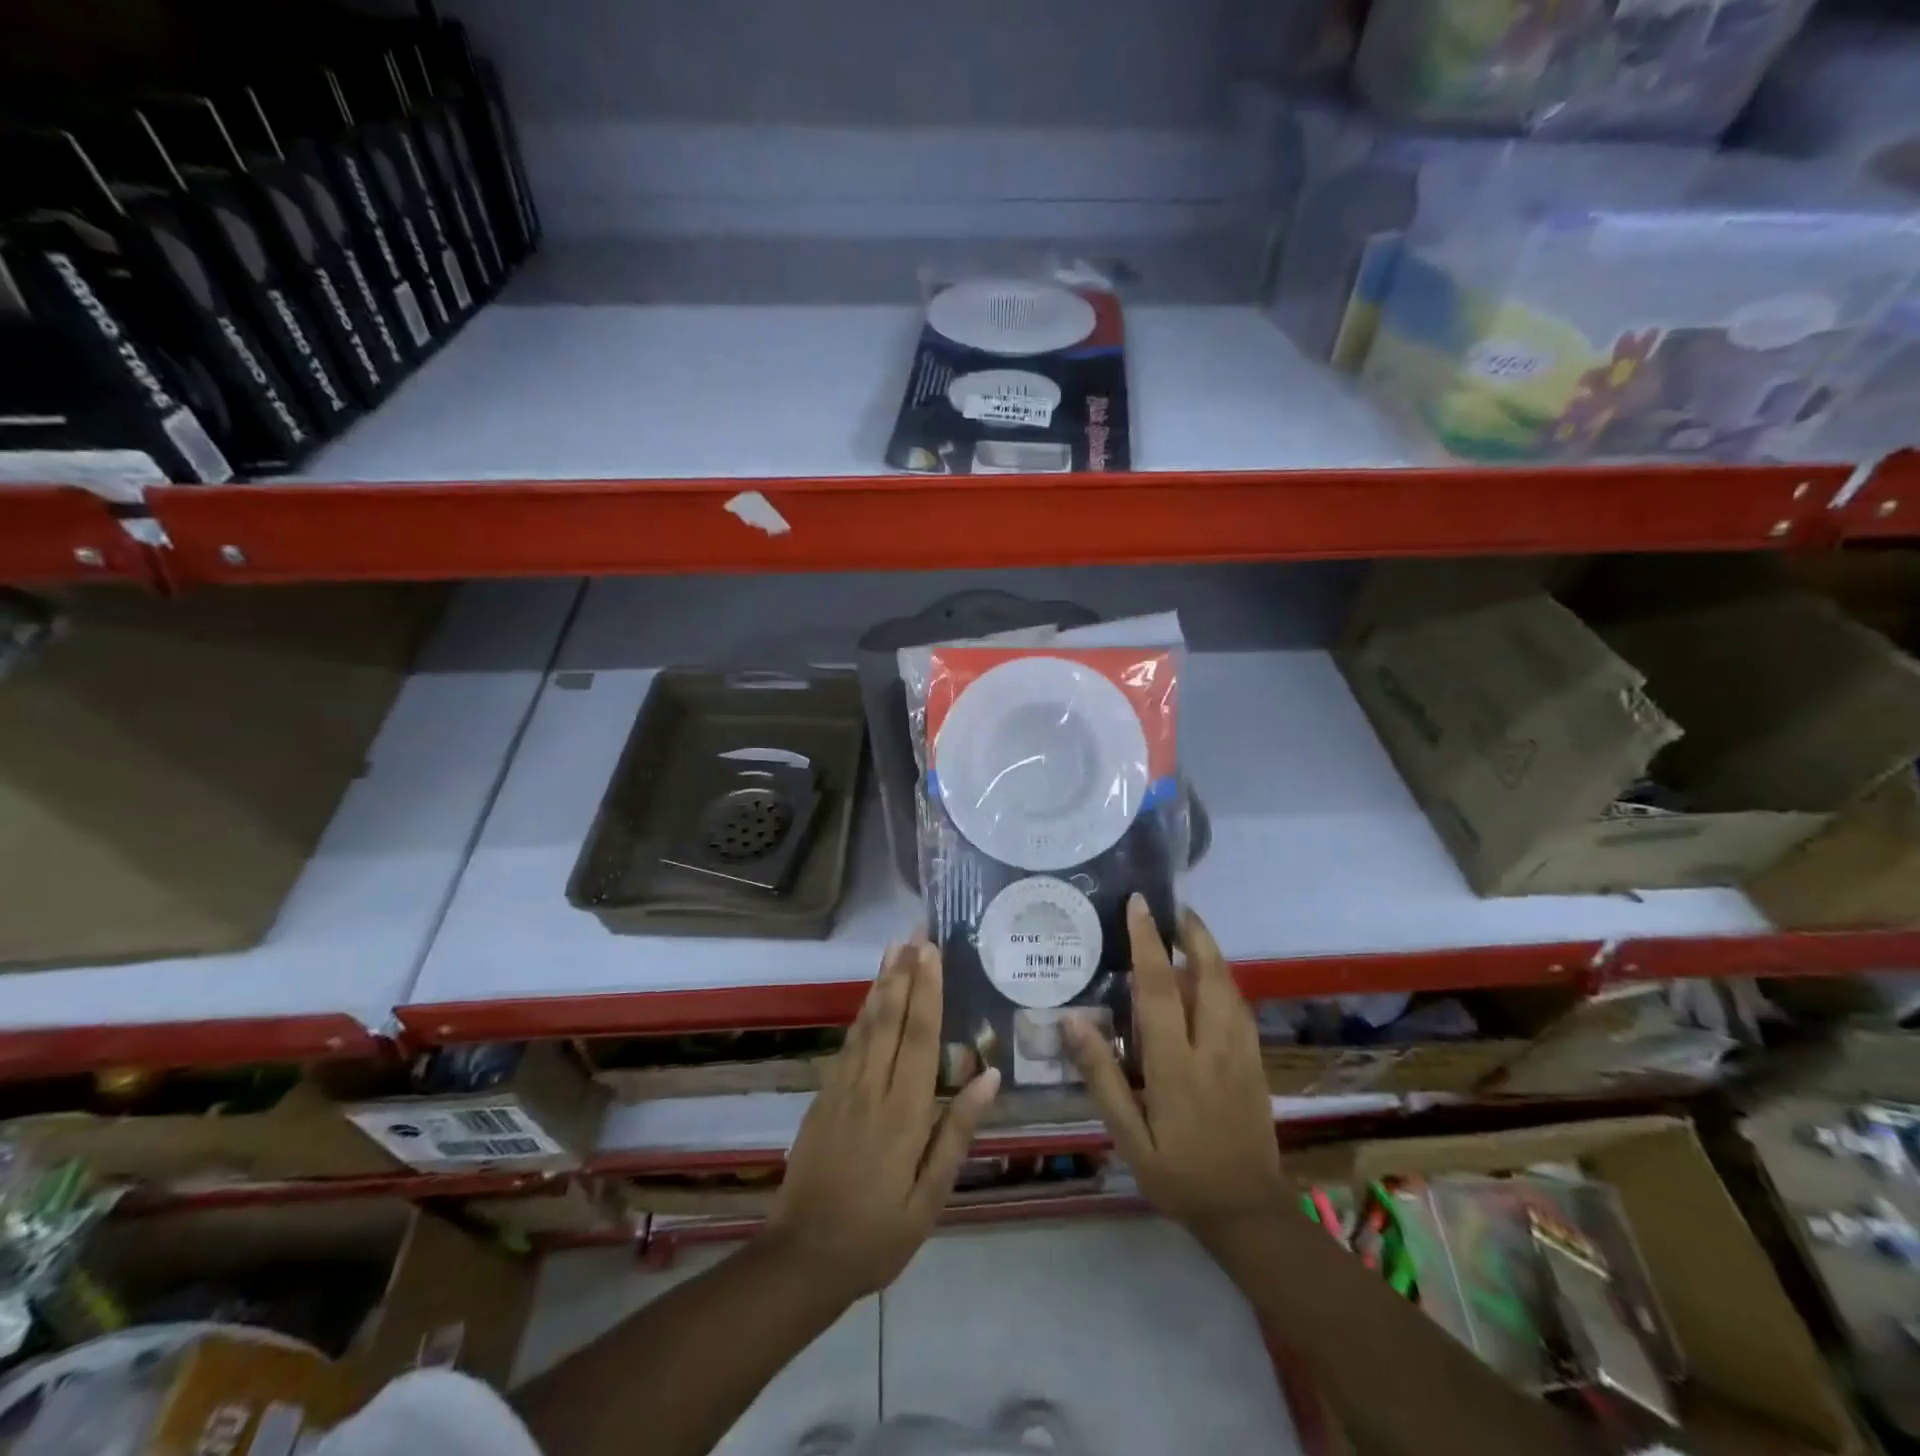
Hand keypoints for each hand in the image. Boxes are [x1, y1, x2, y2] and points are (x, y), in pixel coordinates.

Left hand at [764, 938, 999, 1300]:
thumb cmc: (878, 1234)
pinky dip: (861, 1013)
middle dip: (903, 972)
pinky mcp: (823, 1096)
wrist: (802, 1258)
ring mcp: (841, 1089)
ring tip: (893, 948)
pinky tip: (869, 997)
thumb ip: (956, 1131)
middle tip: (914, 932)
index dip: (927, 990)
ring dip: (881, 982)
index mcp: (903, 1113)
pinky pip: (847, 1043)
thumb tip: (989, 1077)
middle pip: (889, 1018)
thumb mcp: (930, 1196)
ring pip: (865, 1024)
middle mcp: (871, 1089)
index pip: (919, 1037)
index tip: (932, 952)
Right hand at [1064, 896, 1286, 1234]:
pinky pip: (1241, 1007)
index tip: (1139, 905)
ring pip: (1229, 987)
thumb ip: (1102, 1077)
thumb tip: (1073, 1020)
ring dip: (1210, 951)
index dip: (1147, 942)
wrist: (1248, 1213)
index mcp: (1176, 1065)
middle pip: (1208, 975)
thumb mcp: (1128, 1137)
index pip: (1159, 989)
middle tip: (1173, 906)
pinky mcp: (1256, 1062)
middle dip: (1192, 933)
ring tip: (1189, 928)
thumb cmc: (1178, 1175)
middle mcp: (1213, 1048)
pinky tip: (1212, 975)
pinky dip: (1225, 979)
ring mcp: (1241, 1053)